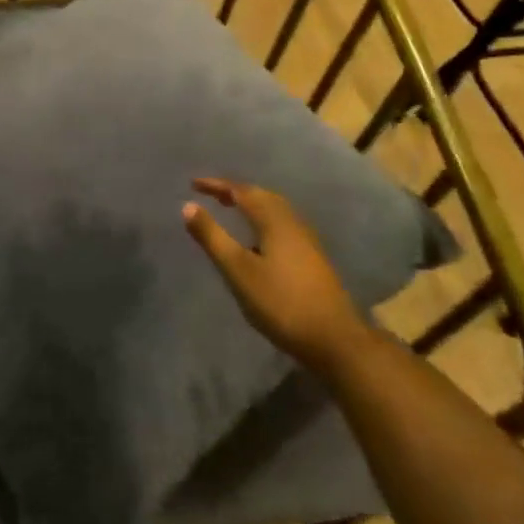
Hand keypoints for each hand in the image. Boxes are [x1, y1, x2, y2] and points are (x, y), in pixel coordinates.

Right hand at [182, 177, 366, 373]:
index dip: (216, 185)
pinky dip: (263, 221)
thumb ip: (212, 237)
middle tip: (212, 194)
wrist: (335, 339)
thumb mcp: (238, 270)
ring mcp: (307, 241)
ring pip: (275, 211)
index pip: (241, 191)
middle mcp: (292, 222)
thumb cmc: (281, 302)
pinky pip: (282, 225)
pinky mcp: (313, 258)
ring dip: (252, 205)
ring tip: (233, 211)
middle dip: (235, 192)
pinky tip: (258, 241)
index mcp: (274, 220)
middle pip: (262, 196)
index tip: (193, 184)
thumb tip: (188, 205)